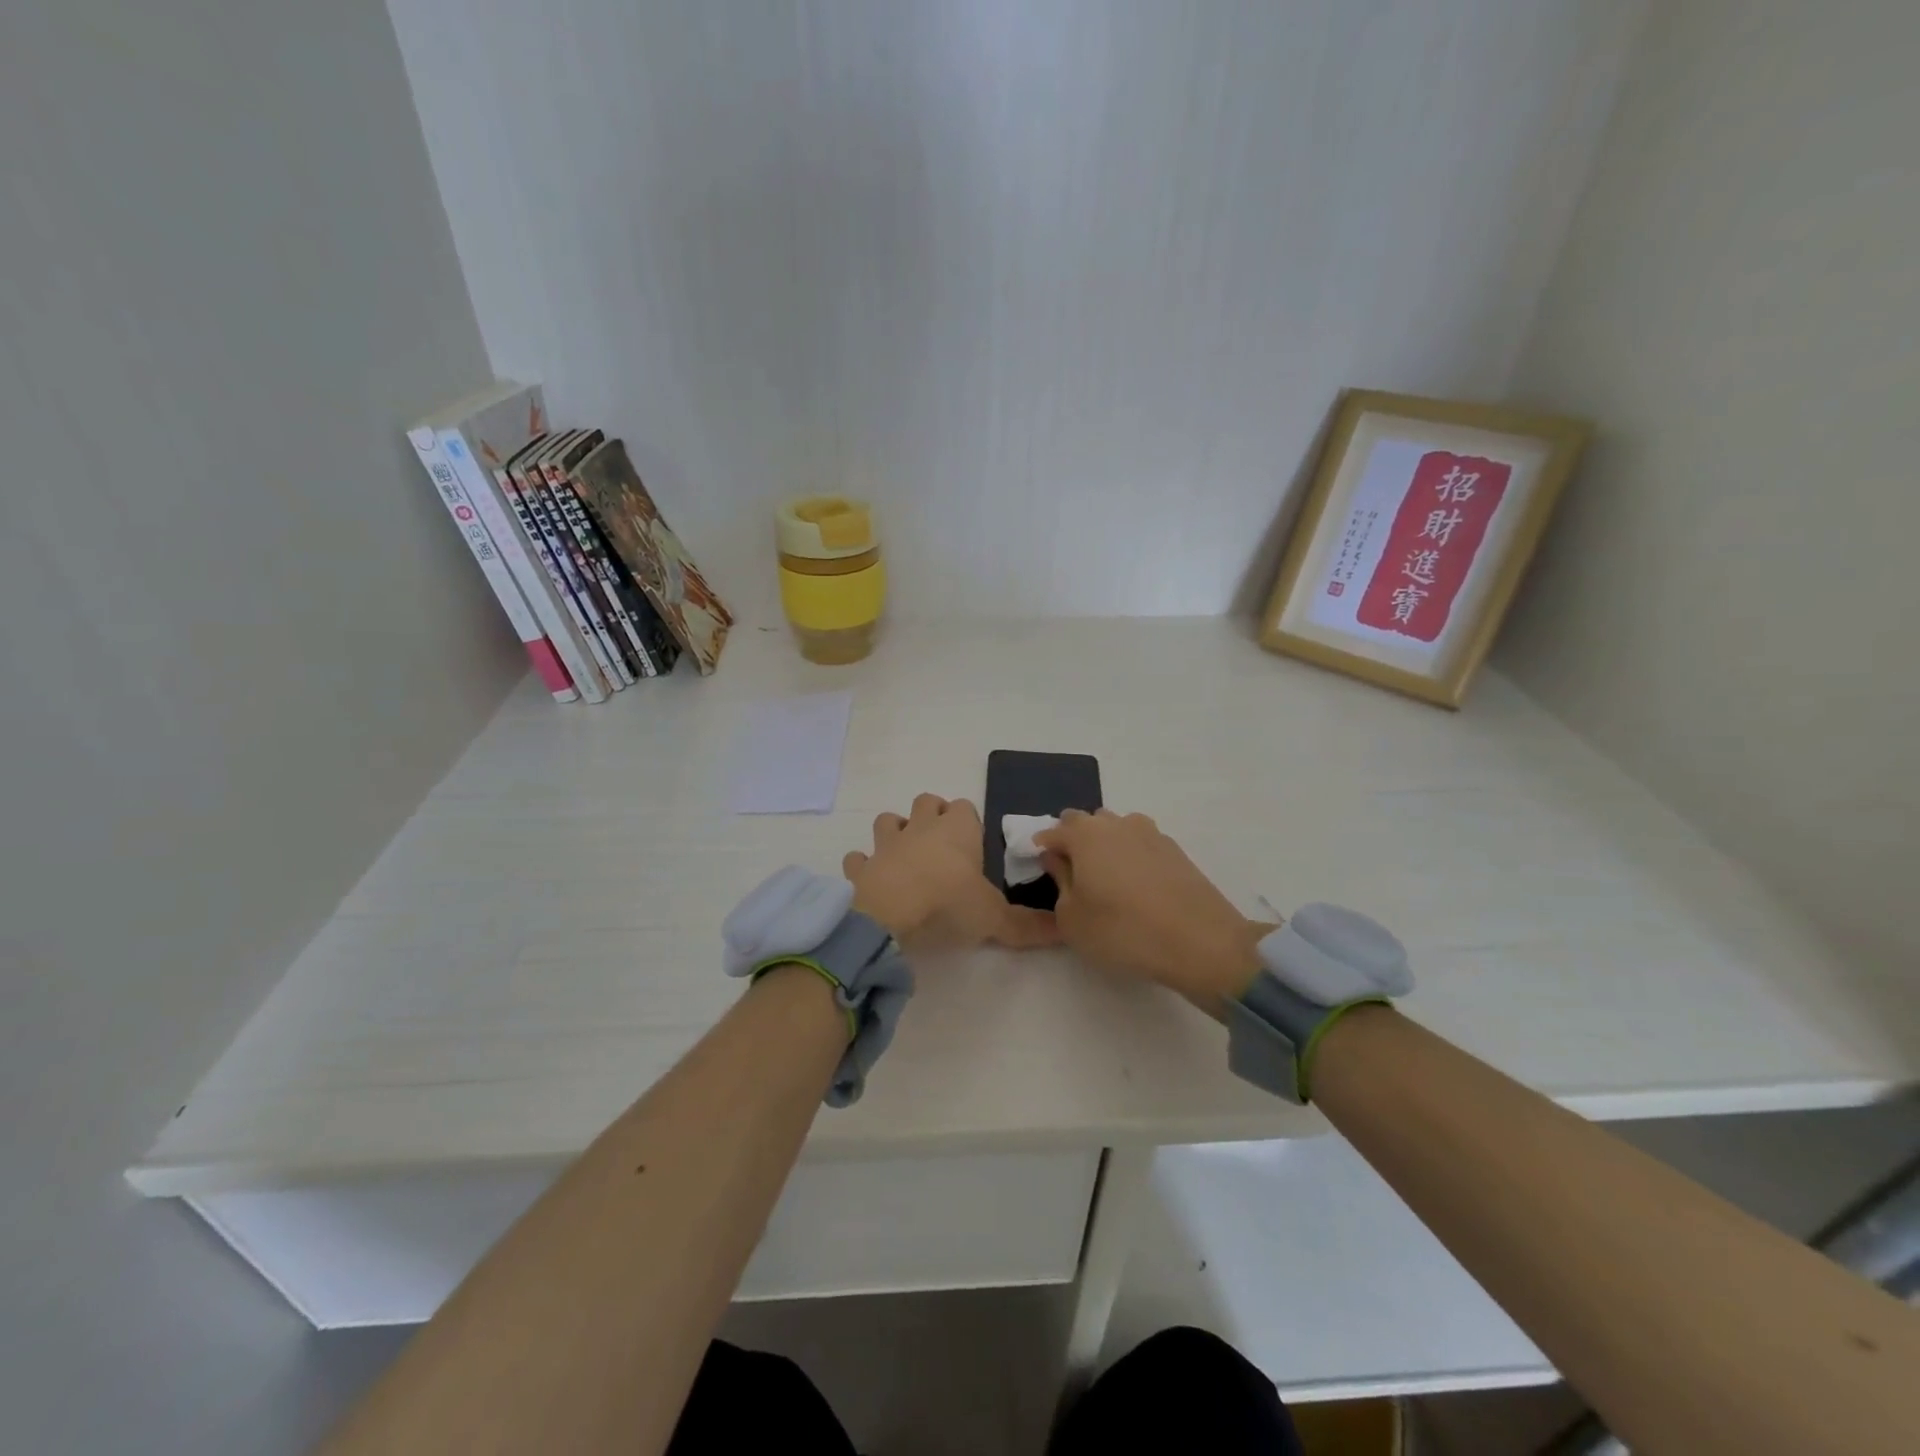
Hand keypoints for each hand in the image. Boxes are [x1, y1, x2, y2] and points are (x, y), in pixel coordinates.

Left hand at [843, 794, 1059, 950]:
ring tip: (906, 857)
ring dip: (895, 833)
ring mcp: (886, 845)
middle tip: (943, 846)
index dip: (969, 822)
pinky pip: (858, 859)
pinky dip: (863, 866)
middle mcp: (921, 828)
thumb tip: (1066, 932)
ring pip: (888, 820)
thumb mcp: (995, 918)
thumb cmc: (948, 904)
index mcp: (957, 830)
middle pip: (927, 801)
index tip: (974, 845)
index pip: (966, 807)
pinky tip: (870, 881)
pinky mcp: (861, 867)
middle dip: (933, 815)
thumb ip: (1027, 926)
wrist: (889, 915)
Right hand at [1035, 809, 1263, 1010]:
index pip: (1052, 831)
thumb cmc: (1123, 931)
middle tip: (1072, 874)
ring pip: (1115, 829)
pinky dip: (1131, 857)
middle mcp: (1116, 823)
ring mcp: (1150, 833)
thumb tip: (1058, 860)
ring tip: (1106, 880)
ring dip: (1104, 845)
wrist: (1201, 943)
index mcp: (1084, 835)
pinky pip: (1140, 844)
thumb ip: (1059, 883)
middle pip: (1085, 822)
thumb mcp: (1072, 919)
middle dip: (1073, 840)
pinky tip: (1136, 886)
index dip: (1042, 848)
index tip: (1039, 868)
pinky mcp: (1175, 850)